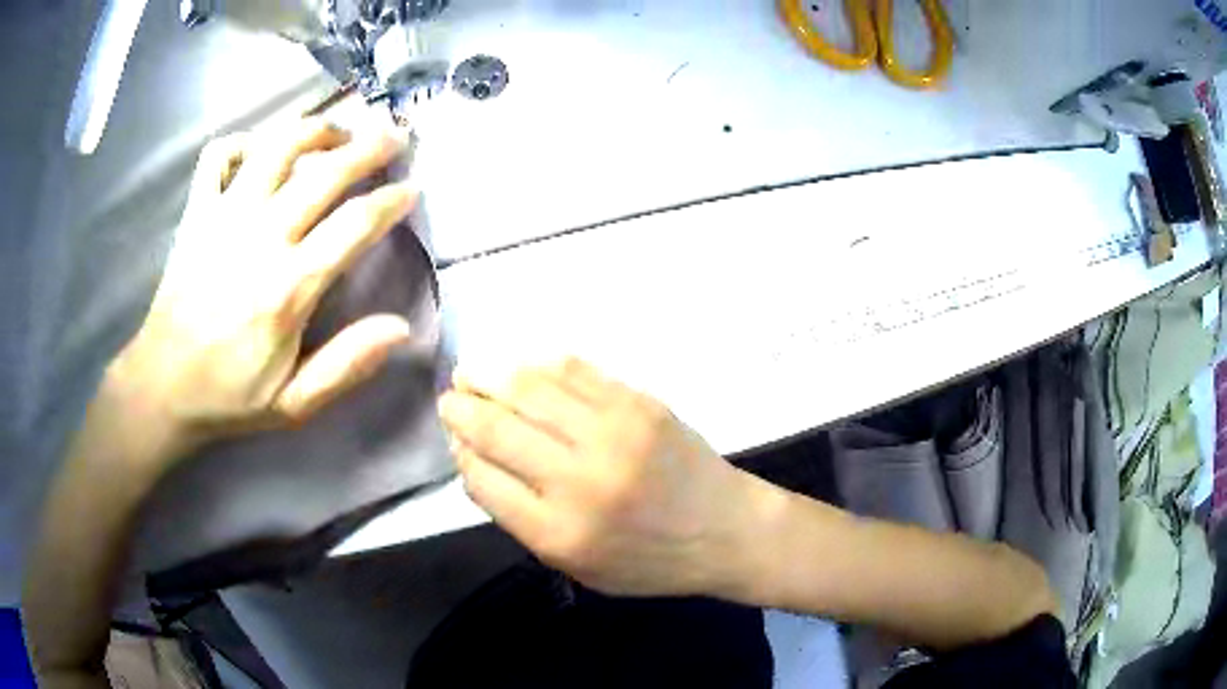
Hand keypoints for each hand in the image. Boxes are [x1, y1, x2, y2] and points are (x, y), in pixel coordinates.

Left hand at [113, 118, 416, 454]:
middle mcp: (260, 238)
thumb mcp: (294, 404)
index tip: (412, 189)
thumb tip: (401, 329)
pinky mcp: (196, 213)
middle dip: (369, 148)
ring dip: (315, 130)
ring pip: (277, 147)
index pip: (355, 225)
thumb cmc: (228, 396)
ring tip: (337, 130)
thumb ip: (346, 366)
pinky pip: (218, 156)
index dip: (391, 201)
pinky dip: (242, 142)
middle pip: (325, 173)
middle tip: (394, 135)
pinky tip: (260, 151)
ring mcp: (224, 218)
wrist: (161, 387)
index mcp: (288, 288)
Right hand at [438, 358, 759, 596]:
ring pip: (529, 389)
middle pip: (496, 430)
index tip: (455, 440)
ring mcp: (612, 433)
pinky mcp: (639, 403)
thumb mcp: (577, 565)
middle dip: (461, 408)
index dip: (460, 453)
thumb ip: (522, 519)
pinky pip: (574, 370)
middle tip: (449, 398)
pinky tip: (522, 367)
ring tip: (472, 373)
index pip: (482, 479)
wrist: (726, 530)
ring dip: (489, 375)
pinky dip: (538, 365)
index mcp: (559, 533)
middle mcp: (579, 480)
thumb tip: (476, 460)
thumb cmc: (649, 560)